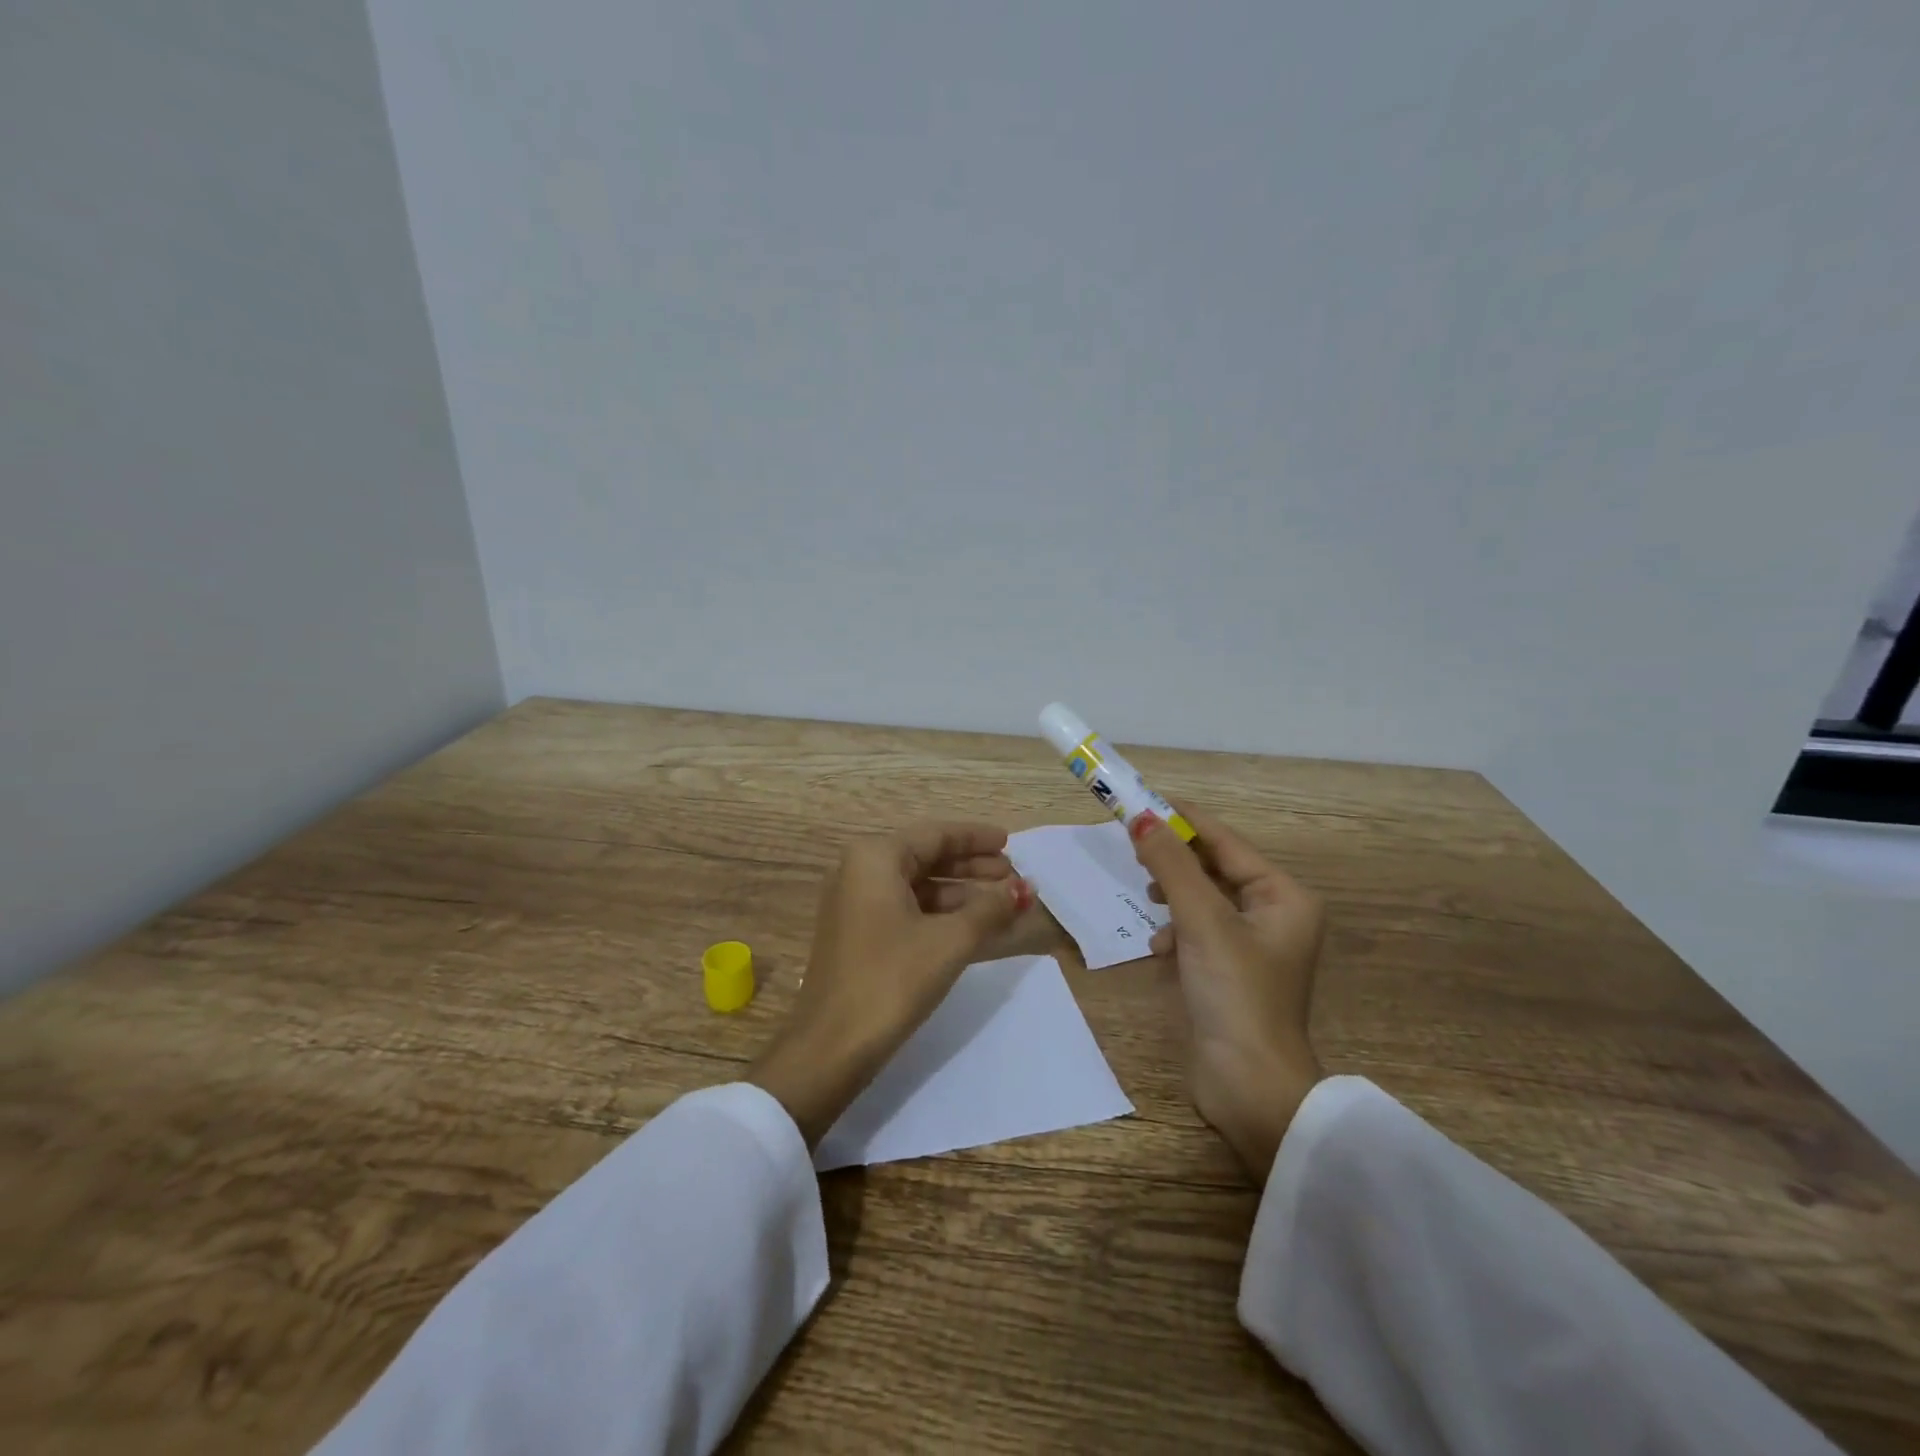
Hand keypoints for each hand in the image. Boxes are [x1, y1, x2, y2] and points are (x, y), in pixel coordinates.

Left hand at [748, 822, 1033, 1146]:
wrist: (831, 1047)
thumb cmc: (891, 980)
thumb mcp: (949, 941)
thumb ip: (990, 909)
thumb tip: (1023, 889)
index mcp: (874, 857)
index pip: (936, 835)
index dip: (976, 838)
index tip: (1010, 843)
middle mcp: (860, 870)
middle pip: (926, 857)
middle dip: (972, 866)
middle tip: (1013, 876)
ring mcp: (855, 903)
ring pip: (918, 885)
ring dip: (960, 893)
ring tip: (1003, 904)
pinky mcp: (857, 933)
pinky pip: (906, 909)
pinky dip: (940, 914)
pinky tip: (973, 927)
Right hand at [1132, 802, 1325, 1180]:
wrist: (1249, 1087)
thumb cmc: (1235, 994)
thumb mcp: (1201, 921)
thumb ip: (1170, 866)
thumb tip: (1140, 817)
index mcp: (1283, 896)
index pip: (1225, 842)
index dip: (1183, 820)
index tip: (1141, 800)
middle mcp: (1273, 915)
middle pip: (1213, 869)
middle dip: (1174, 861)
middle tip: (1132, 846)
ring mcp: (1251, 945)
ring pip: (1201, 900)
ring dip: (1173, 899)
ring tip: (1148, 901)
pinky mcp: (1229, 971)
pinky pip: (1197, 931)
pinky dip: (1176, 932)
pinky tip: (1160, 950)